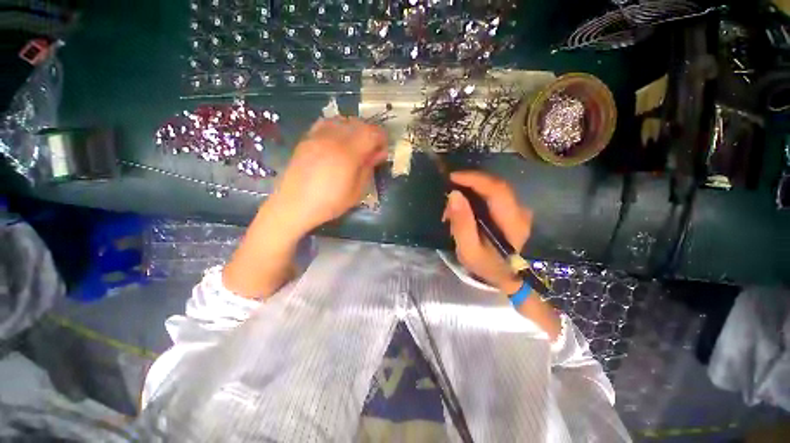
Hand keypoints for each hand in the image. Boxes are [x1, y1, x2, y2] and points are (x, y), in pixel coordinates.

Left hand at [270, 117, 387, 234]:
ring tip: (356, 145)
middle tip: (372, 149)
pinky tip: (338, 141)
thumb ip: (369, 168)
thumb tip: (379, 153)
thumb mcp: (357, 191)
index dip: (382, 138)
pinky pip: (327, 123)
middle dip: (370, 133)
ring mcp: (318, 136)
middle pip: (358, 123)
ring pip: (343, 120)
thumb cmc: (329, 203)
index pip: (371, 133)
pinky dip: (338, 127)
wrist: (294, 205)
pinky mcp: (307, 138)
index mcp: (348, 153)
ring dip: (355, 129)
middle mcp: (333, 138)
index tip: (383, 149)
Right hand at [442, 171, 532, 293]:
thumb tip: (454, 195)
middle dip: (468, 186)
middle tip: (448, 197)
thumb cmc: (485, 266)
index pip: (497, 190)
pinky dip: (475, 198)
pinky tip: (463, 210)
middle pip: (495, 186)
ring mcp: (518, 210)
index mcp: (513, 222)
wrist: (503, 276)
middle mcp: (520, 211)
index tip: (453, 177)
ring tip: (452, 211)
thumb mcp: (468, 250)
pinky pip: (492, 196)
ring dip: (470, 193)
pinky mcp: (512, 211)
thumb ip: (462, 223)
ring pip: (492, 189)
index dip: (474, 179)